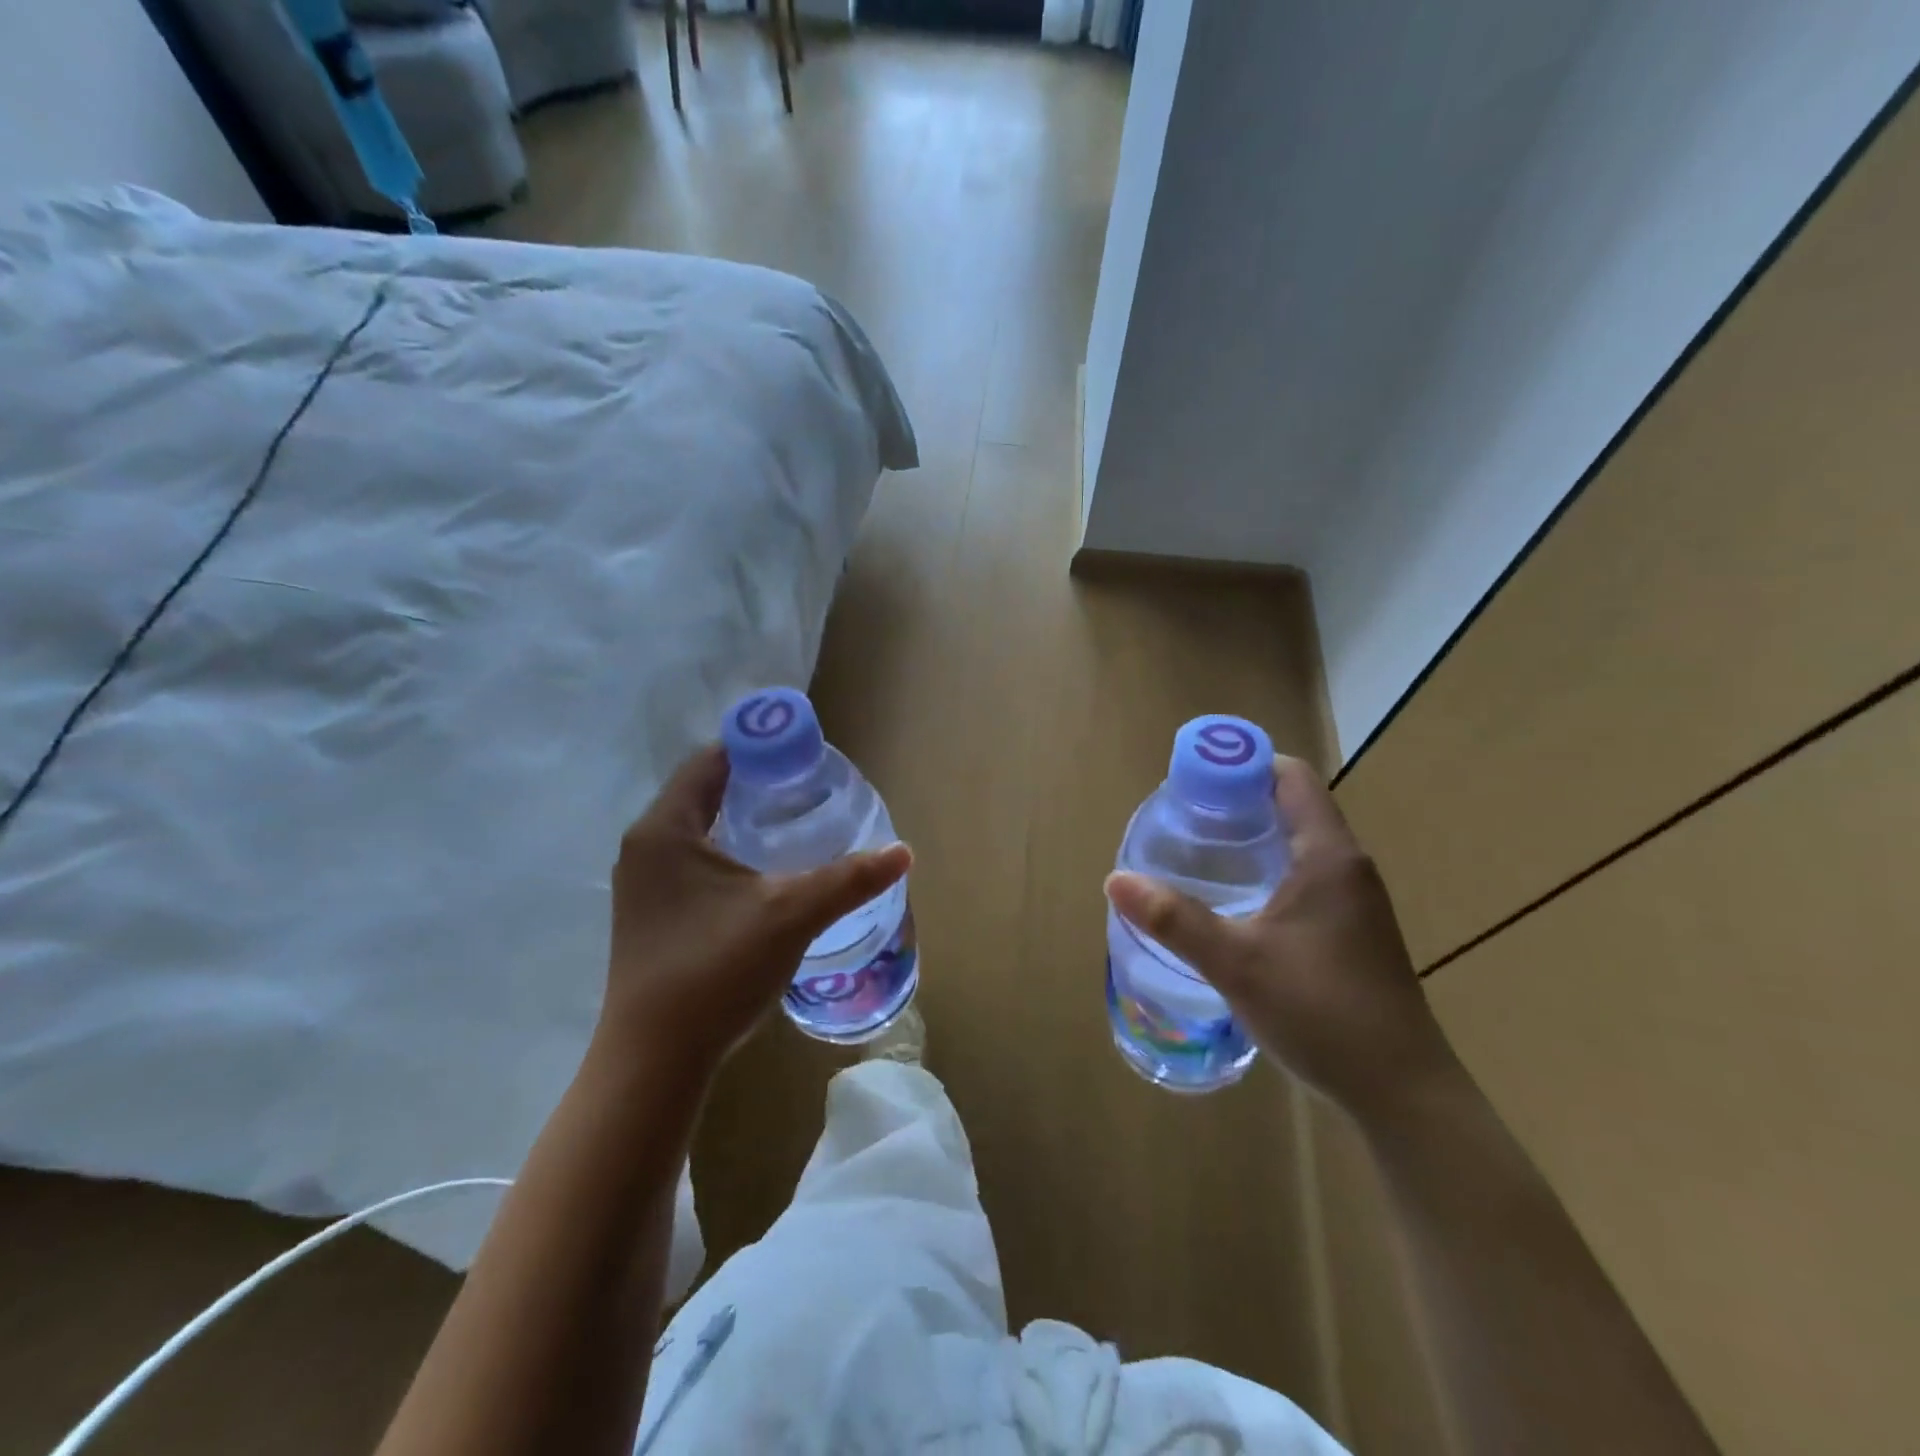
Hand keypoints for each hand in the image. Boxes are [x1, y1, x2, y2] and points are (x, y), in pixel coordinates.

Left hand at [599, 744, 911, 1081]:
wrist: (654, 1062)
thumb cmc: (715, 971)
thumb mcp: (791, 916)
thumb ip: (848, 879)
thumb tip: (902, 852)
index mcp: (666, 829)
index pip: (711, 760)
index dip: (758, 746)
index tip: (804, 749)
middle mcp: (646, 846)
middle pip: (704, 791)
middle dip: (755, 781)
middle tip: (808, 783)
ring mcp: (644, 884)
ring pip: (698, 828)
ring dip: (741, 816)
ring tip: (794, 818)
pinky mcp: (651, 914)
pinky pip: (693, 859)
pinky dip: (728, 848)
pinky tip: (763, 870)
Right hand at [1105, 756, 1456, 1117]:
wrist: (1402, 1093)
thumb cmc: (1323, 1012)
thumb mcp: (1237, 963)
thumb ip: (1174, 919)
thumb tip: (1115, 880)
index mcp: (1329, 856)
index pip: (1292, 776)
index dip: (1244, 763)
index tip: (1194, 778)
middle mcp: (1347, 867)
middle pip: (1292, 806)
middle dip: (1237, 800)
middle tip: (1182, 816)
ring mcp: (1354, 902)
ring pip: (1297, 845)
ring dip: (1251, 838)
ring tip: (1197, 852)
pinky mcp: (1351, 931)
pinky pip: (1304, 877)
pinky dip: (1266, 870)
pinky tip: (1233, 902)